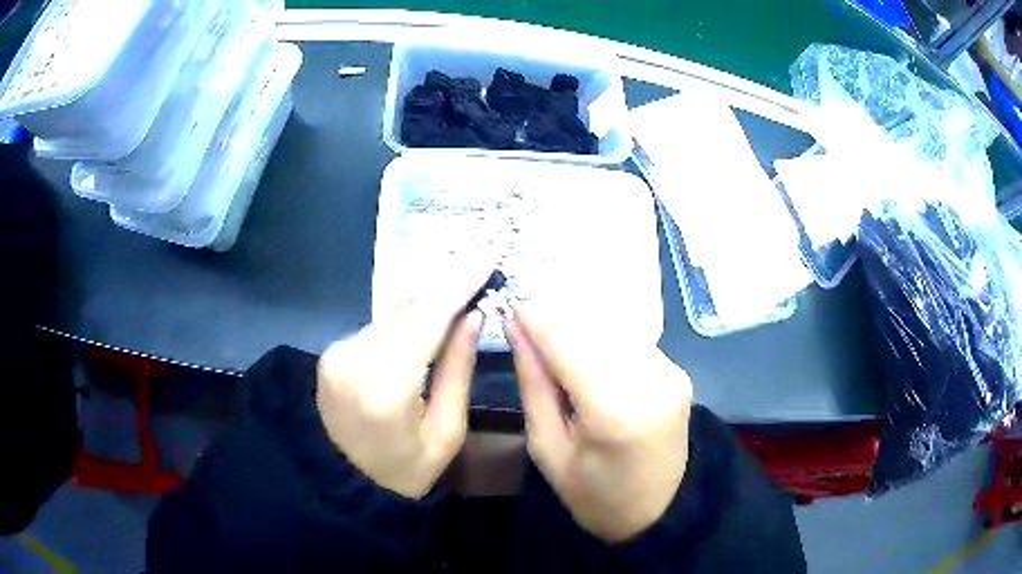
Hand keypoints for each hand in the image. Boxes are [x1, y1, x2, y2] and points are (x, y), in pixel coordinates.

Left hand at [315, 272, 488, 498]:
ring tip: (457, 304)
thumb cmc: (404, 470)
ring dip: (425, 309)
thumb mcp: (445, 431)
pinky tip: (423, 330)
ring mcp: (336, 353)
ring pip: (391, 316)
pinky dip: (403, 325)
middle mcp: (354, 357)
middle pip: (408, 310)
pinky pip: (376, 328)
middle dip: (445, 293)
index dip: (459, 284)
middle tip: (479, 279)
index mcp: (386, 384)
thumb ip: (458, 369)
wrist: (342, 484)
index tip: (487, 260)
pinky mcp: (330, 354)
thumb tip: (472, 317)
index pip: (427, 317)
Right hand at [505, 307, 692, 542]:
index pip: (569, 345)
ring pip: (615, 329)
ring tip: (551, 334)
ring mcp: (671, 375)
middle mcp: (651, 383)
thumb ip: (534, 384)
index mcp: (615, 412)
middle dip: (556, 317)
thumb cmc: (592, 492)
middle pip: (594, 329)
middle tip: (525, 317)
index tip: (511, 304)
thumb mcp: (547, 448)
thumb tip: (517, 329)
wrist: (654, 511)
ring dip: (580, 324)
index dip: (537, 320)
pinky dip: (603, 338)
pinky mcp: (678, 373)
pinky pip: (632, 342)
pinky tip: (584, 347)